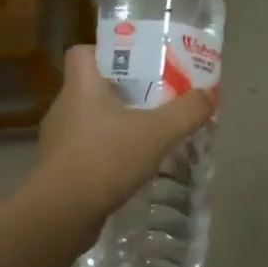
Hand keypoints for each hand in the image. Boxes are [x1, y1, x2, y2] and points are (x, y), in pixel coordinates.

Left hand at [34, 45, 214, 223]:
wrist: (60, 214)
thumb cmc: (105, 160)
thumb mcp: (157, 133)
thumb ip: (186, 112)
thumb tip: (208, 95)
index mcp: (81, 86)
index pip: (82, 52)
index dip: (108, 52)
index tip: (137, 64)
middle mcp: (64, 107)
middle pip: (92, 87)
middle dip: (124, 92)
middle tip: (156, 100)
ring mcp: (59, 140)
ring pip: (91, 121)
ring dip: (117, 126)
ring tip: (148, 136)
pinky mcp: (60, 169)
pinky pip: (88, 150)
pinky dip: (108, 154)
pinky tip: (131, 168)